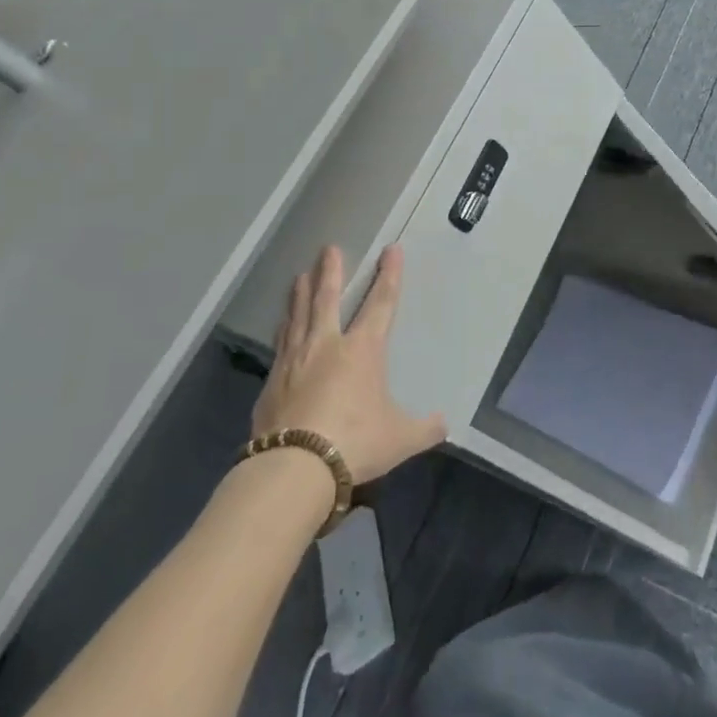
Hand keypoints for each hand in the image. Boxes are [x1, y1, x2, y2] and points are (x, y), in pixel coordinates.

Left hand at [252, 245, 445, 483]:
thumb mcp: (399, 438)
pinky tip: (281, 324)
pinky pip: (280, 344)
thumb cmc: (354, 442)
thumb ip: (423, 428)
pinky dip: (283, 328)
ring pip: (299, 316)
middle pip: (328, 299)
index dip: (389, 275)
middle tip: (328, 248)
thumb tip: (444, 424)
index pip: (381, 303)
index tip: (391, 250)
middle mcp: (327, 345)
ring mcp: (295, 361)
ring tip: (300, 276)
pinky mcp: (272, 382)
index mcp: (363, 350)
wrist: (294, 468)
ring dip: (301, 293)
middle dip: (330, 271)